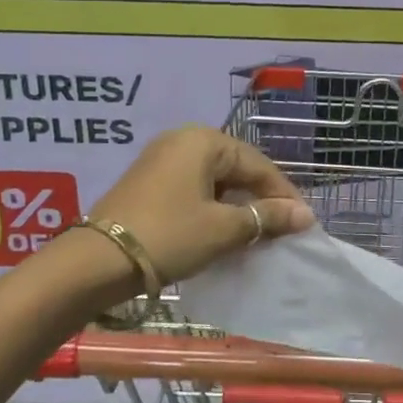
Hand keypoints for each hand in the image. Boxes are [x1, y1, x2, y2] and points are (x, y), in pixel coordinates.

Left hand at [87, 126, 314, 297]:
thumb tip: (305, 215)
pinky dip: (212, 209)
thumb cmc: (169, 236)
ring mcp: (161, 160)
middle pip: (236, 169)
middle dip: (260, 200)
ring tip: (255, 235)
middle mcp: (182, 141)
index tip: (303, 224)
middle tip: (281, 231)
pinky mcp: (148, 183)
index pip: (258, 165)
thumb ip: (266, 218)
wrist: (97, 261)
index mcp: (203, 141)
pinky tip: (222, 232)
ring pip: (214, 181)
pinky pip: (193, 190)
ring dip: (236, 207)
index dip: (283, 195)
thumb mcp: (223, 229)